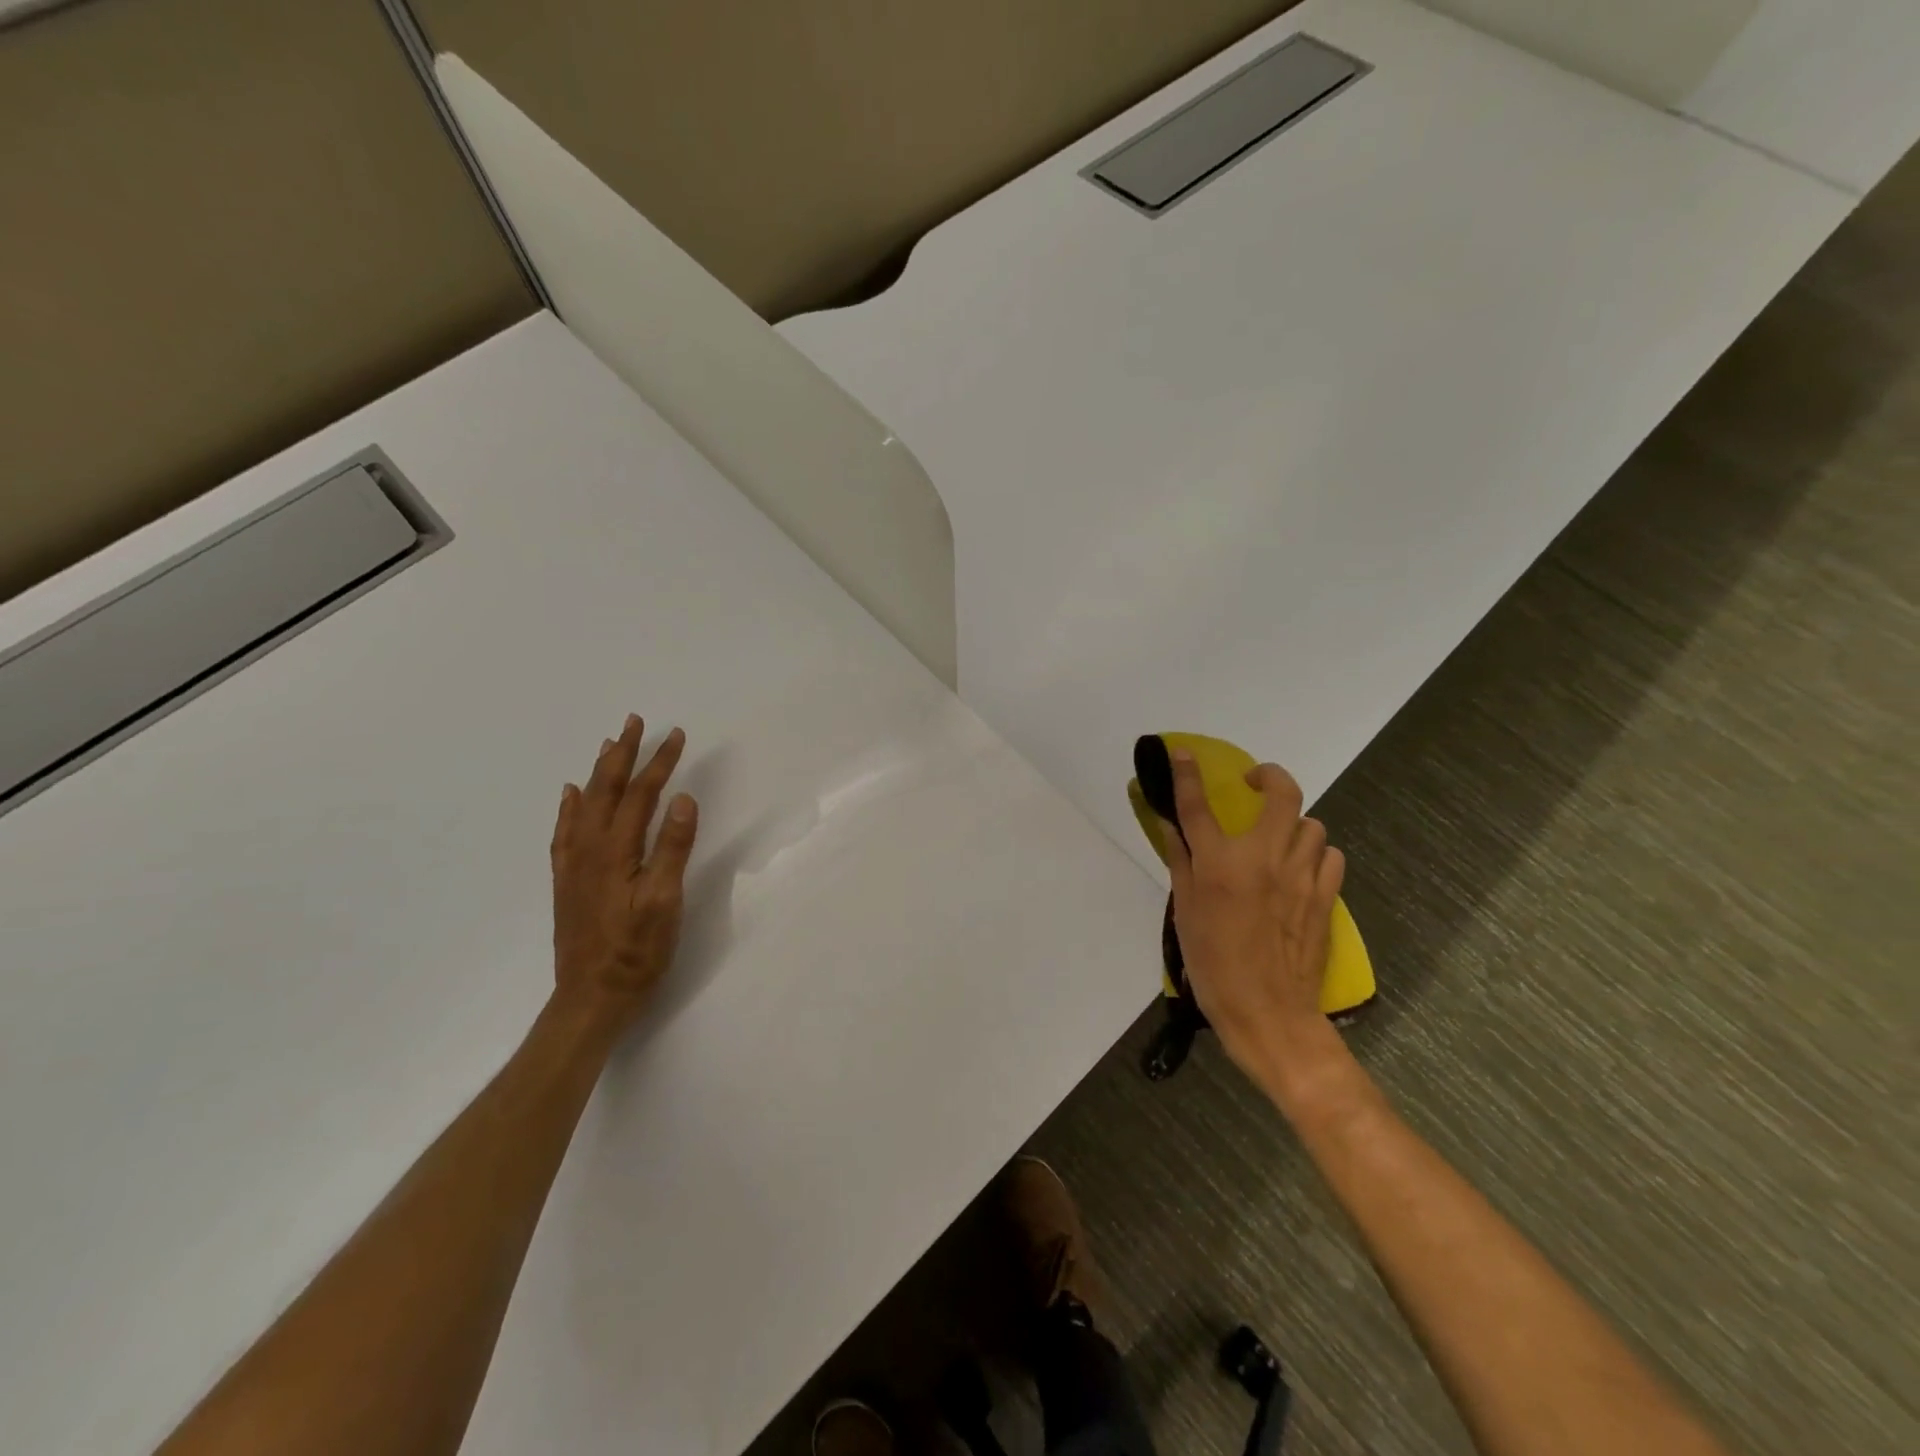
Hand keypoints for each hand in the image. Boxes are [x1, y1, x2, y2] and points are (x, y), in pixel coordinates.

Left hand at [550, 714, 698, 1031]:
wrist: (591, 997)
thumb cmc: (637, 951)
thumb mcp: (665, 901)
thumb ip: (672, 848)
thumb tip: (683, 798)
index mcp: (616, 850)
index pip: (641, 794)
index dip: (660, 763)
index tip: (677, 735)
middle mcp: (589, 848)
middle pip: (607, 789)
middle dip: (623, 753)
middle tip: (634, 721)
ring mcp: (574, 864)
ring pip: (585, 805)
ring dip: (599, 771)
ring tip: (608, 745)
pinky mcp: (567, 881)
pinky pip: (565, 831)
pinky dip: (570, 806)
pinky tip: (571, 795)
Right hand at [1160, 750, 1346, 1087]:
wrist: (1268, 1013)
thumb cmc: (1214, 965)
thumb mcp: (1185, 913)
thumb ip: (1181, 863)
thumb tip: (1172, 827)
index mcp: (1220, 864)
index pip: (1199, 806)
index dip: (1188, 775)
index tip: (1183, 755)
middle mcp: (1264, 858)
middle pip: (1282, 794)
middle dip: (1270, 776)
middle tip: (1255, 784)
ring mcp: (1301, 875)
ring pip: (1312, 824)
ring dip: (1293, 824)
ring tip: (1278, 840)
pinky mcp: (1326, 896)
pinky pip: (1330, 856)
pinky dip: (1315, 854)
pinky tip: (1300, 869)